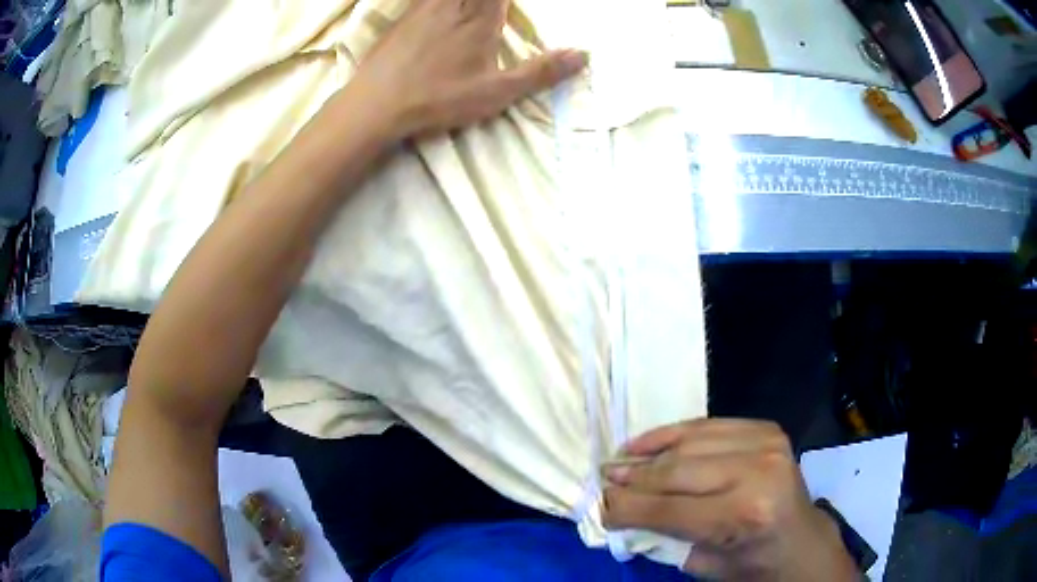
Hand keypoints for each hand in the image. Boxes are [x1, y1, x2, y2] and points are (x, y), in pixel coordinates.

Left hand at [349, 0, 586, 139]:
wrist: (377, 105)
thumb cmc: (439, 99)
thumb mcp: (496, 92)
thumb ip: (540, 72)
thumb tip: (583, 55)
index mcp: (480, 18)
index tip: (510, 3)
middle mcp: (452, 5)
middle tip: (496, 5)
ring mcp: (423, 9)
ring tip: (471, 7)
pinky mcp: (402, 19)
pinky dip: (432, 0)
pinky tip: (436, 7)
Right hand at [603, 419, 858, 580]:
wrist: (801, 540)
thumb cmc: (753, 562)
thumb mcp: (704, 565)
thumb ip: (663, 536)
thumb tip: (619, 509)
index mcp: (745, 515)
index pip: (669, 509)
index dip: (627, 507)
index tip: (599, 506)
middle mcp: (757, 472)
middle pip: (676, 471)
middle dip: (633, 478)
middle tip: (603, 479)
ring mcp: (765, 444)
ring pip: (688, 444)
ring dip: (648, 453)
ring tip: (620, 460)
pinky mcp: (766, 429)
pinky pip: (708, 425)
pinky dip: (673, 433)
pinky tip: (648, 442)